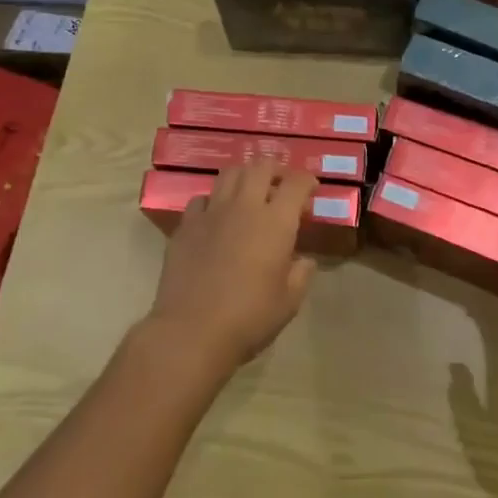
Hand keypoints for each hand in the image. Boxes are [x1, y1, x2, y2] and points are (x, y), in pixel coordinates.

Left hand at [144, 162, 316, 378]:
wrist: (192, 331)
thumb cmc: (249, 318)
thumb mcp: (289, 302)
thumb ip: (301, 274)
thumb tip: (304, 260)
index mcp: (276, 222)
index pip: (296, 184)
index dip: (306, 181)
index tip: (311, 190)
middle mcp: (244, 207)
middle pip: (260, 167)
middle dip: (275, 170)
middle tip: (281, 185)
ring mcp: (211, 213)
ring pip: (229, 174)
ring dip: (244, 177)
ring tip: (250, 193)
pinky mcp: (186, 226)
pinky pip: (201, 199)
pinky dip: (214, 201)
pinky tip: (216, 217)